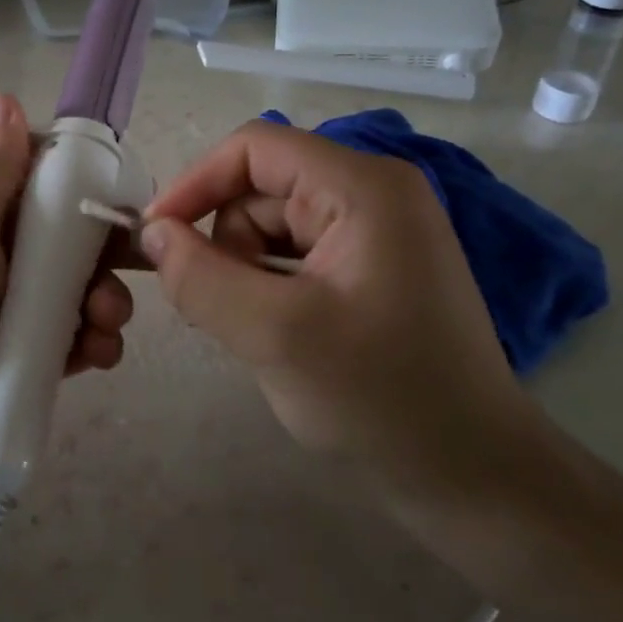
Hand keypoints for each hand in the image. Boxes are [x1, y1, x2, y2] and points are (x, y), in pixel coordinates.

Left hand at [0, 93, 134, 493]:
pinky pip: (73, 342)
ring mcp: (11, 314)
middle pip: (73, 242)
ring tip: (103, 326)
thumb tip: (1, 97)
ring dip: (106, 302)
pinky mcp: (24, 363)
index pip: (44, 186)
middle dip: (106, 254)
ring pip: (80, 293)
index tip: (123, 200)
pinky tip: (96, 356)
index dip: (87, 188)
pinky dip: (93, 345)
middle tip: (132, 270)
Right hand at [140, 118, 541, 505]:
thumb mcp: (275, 335)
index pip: (254, 148)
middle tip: (214, 308)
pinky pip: (294, 256)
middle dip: (224, 241)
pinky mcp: (372, 268)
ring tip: (251, 331)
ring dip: (242, 271)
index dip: (195, 183)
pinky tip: (272, 333)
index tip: (155, 238)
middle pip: (261, 188)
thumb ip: (200, 277)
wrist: (471, 473)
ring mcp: (375, 232)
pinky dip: (267, 287)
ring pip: (271, 226)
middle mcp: (372, 194)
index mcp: (362, 187)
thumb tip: (152, 234)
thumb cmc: (380, 397)